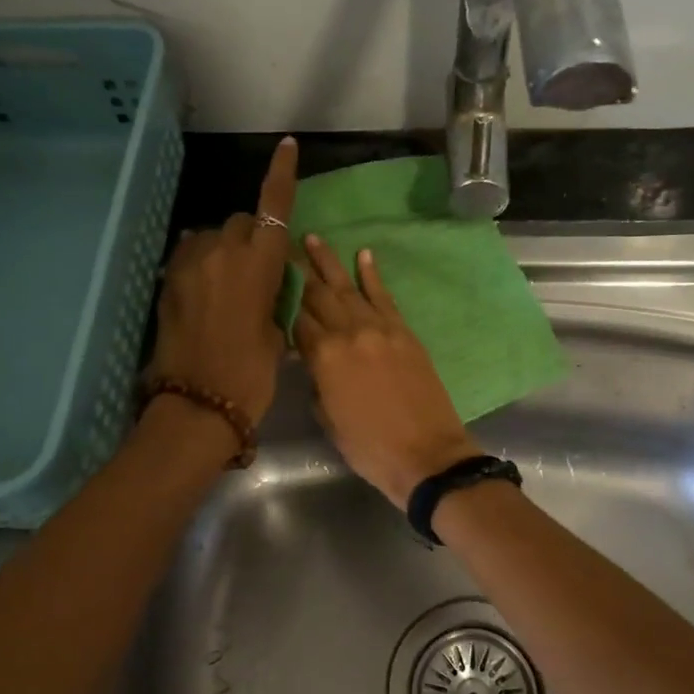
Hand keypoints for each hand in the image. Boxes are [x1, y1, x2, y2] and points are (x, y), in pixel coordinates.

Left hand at [148, 137, 297, 423]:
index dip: (280, 174)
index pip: (274, 207)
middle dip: (253, 237)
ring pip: (213, 238)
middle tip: (259, 273)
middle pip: (243, 222)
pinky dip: (202, 265)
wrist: (198, 404)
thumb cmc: (251, 374)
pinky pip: (190, 257)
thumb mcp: (276, 333)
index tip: (286, 145)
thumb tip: (266, 283)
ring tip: (228, 288)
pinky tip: (206, 295)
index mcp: (260, 263)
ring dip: (225, 252)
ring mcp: (190, 264)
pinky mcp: (168, 281)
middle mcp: (223, 251)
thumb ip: (273, 297)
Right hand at [293, 236, 483, 507]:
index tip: (266, 280)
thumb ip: (316, 383)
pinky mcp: (404, 332)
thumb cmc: (370, 448)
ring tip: (313, 238)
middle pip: (317, 296)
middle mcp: (349, 333)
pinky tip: (363, 254)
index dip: (279, 301)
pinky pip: (384, 297)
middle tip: (282, 247)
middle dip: (298, 271)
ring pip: (348, 288)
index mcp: (324, 357)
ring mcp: (380, 328)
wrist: (428, 455)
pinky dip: (373, 275)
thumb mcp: (329, 420)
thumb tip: (312, 360)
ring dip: (328, 262)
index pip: (295, 320)